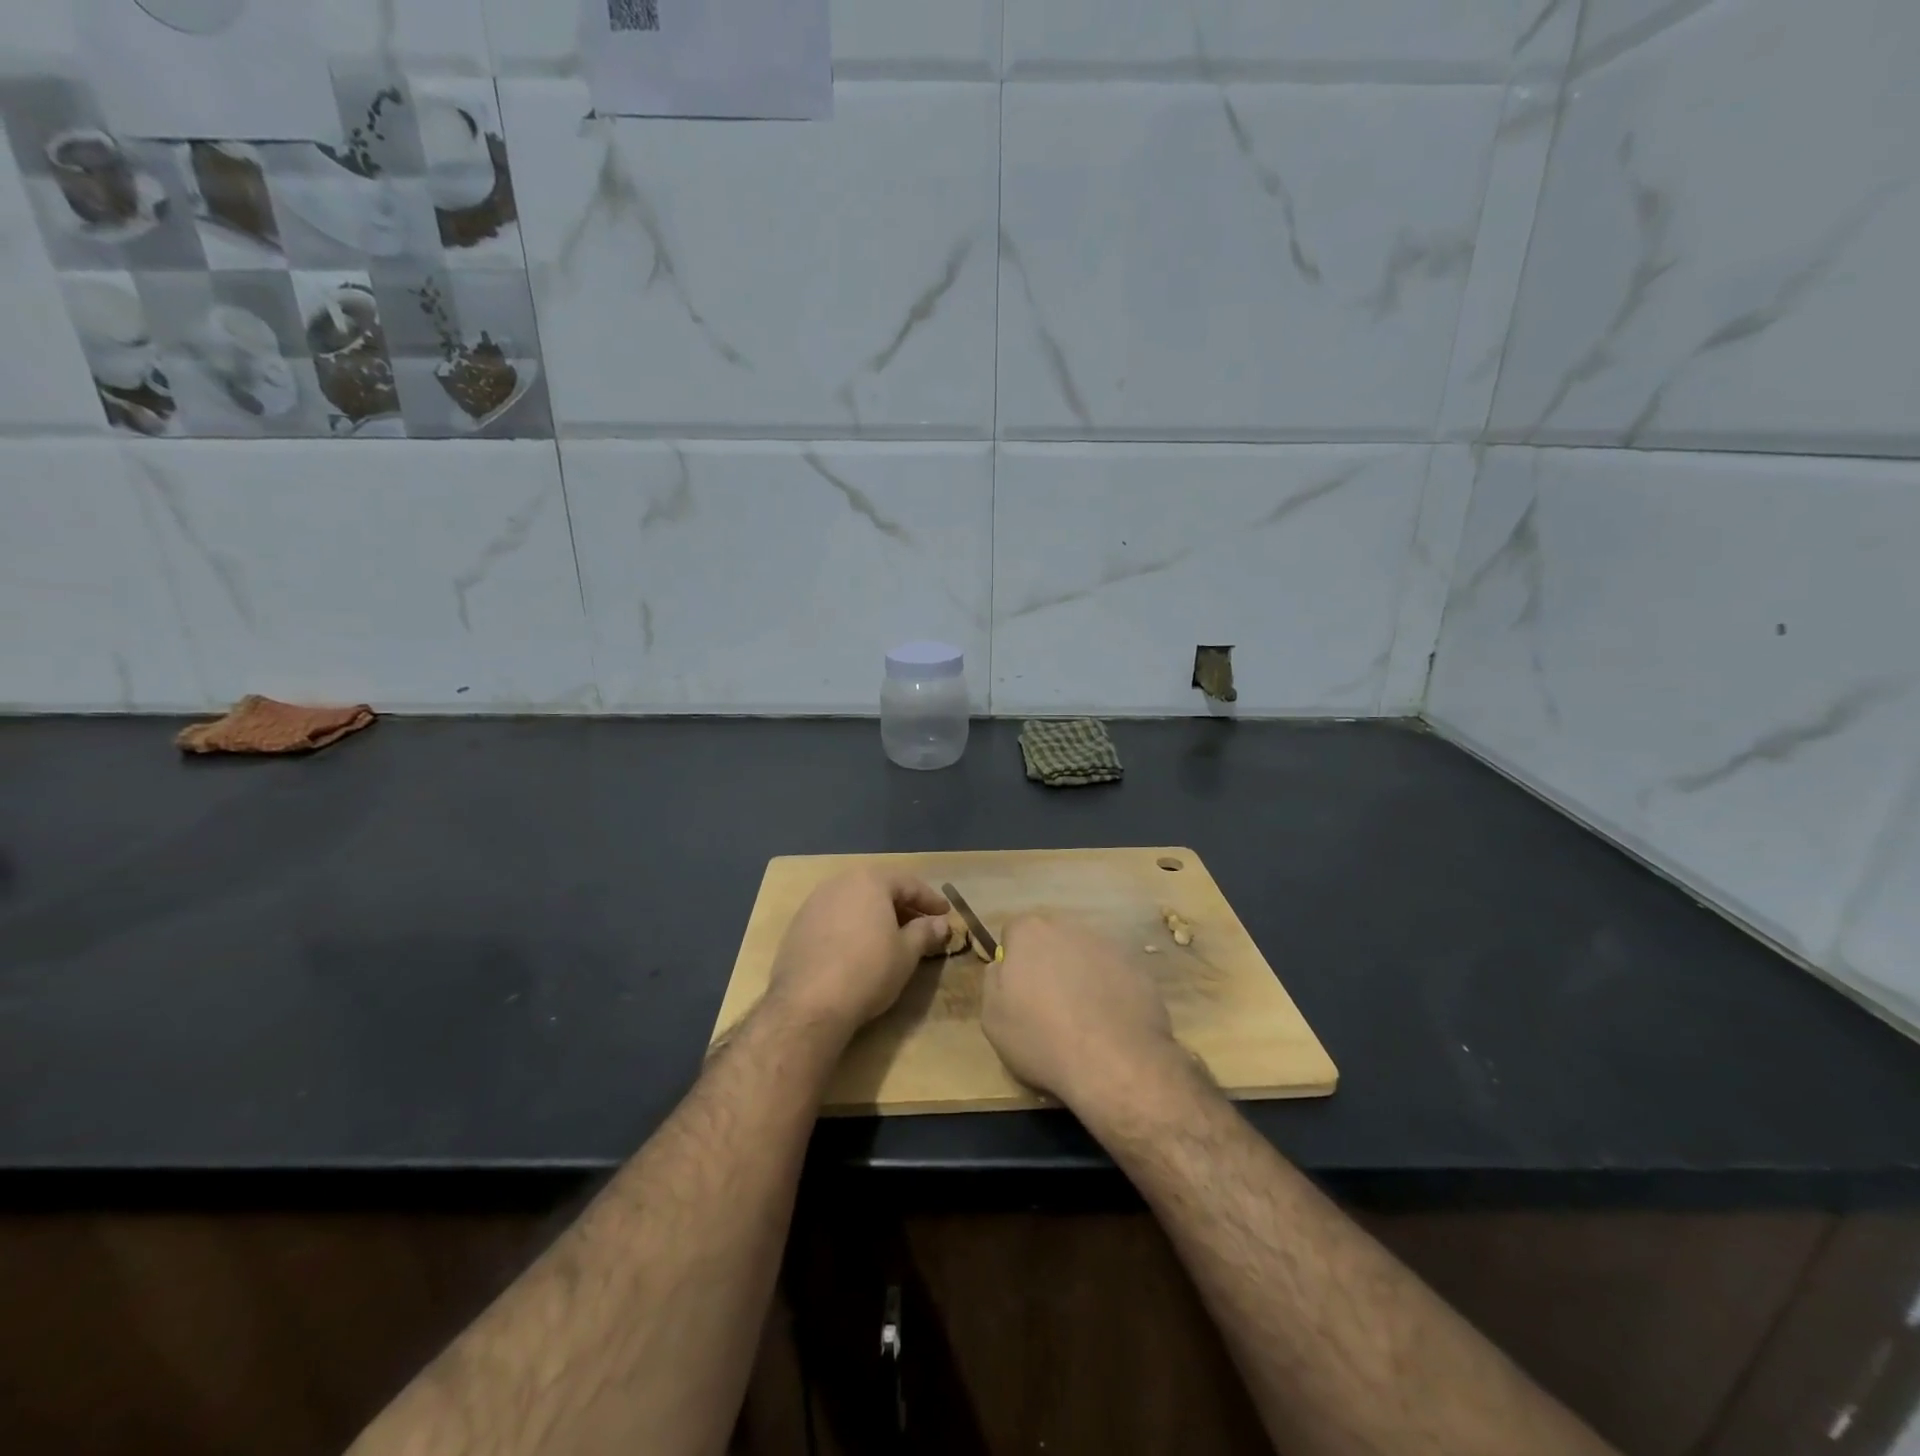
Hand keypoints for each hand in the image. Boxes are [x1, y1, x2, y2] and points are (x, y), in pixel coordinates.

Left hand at [767, 869, 949, 1035]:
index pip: (908, 884)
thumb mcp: (907, 953)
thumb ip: (925, 932)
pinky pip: (834, 919)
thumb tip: (940, 923)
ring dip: (875, 916)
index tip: (945, 914)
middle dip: (901, 906)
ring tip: (890, 937)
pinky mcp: (797, 927)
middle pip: (878, 889)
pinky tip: (858, 949)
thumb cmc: (868, 970)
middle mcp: (839, 883)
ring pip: (854, 903)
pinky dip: (851, 927)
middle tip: (920, 924)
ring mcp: (813, 903)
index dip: (930, 900)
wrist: (809, 1004)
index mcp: (869, 880)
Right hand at [981, 914, 1182, 1109]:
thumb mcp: (993, 1017)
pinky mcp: (1138, 967)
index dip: (1014, 960)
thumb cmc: (1042, 1038)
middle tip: (1048, 1003)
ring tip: (1082, 1018)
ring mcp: (1108, 945)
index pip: (1015, 932)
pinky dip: (1109, 990)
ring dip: (1080, 975)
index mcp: (1030, 932)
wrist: (1115, 1062)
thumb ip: (994, 980)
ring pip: (1084, 955)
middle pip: (1052, 939)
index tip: (1018, 991)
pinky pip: (1113, 974)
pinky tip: (1109, 1023)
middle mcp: (1070, 927)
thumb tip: (1004, 966)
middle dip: (1048, 963)